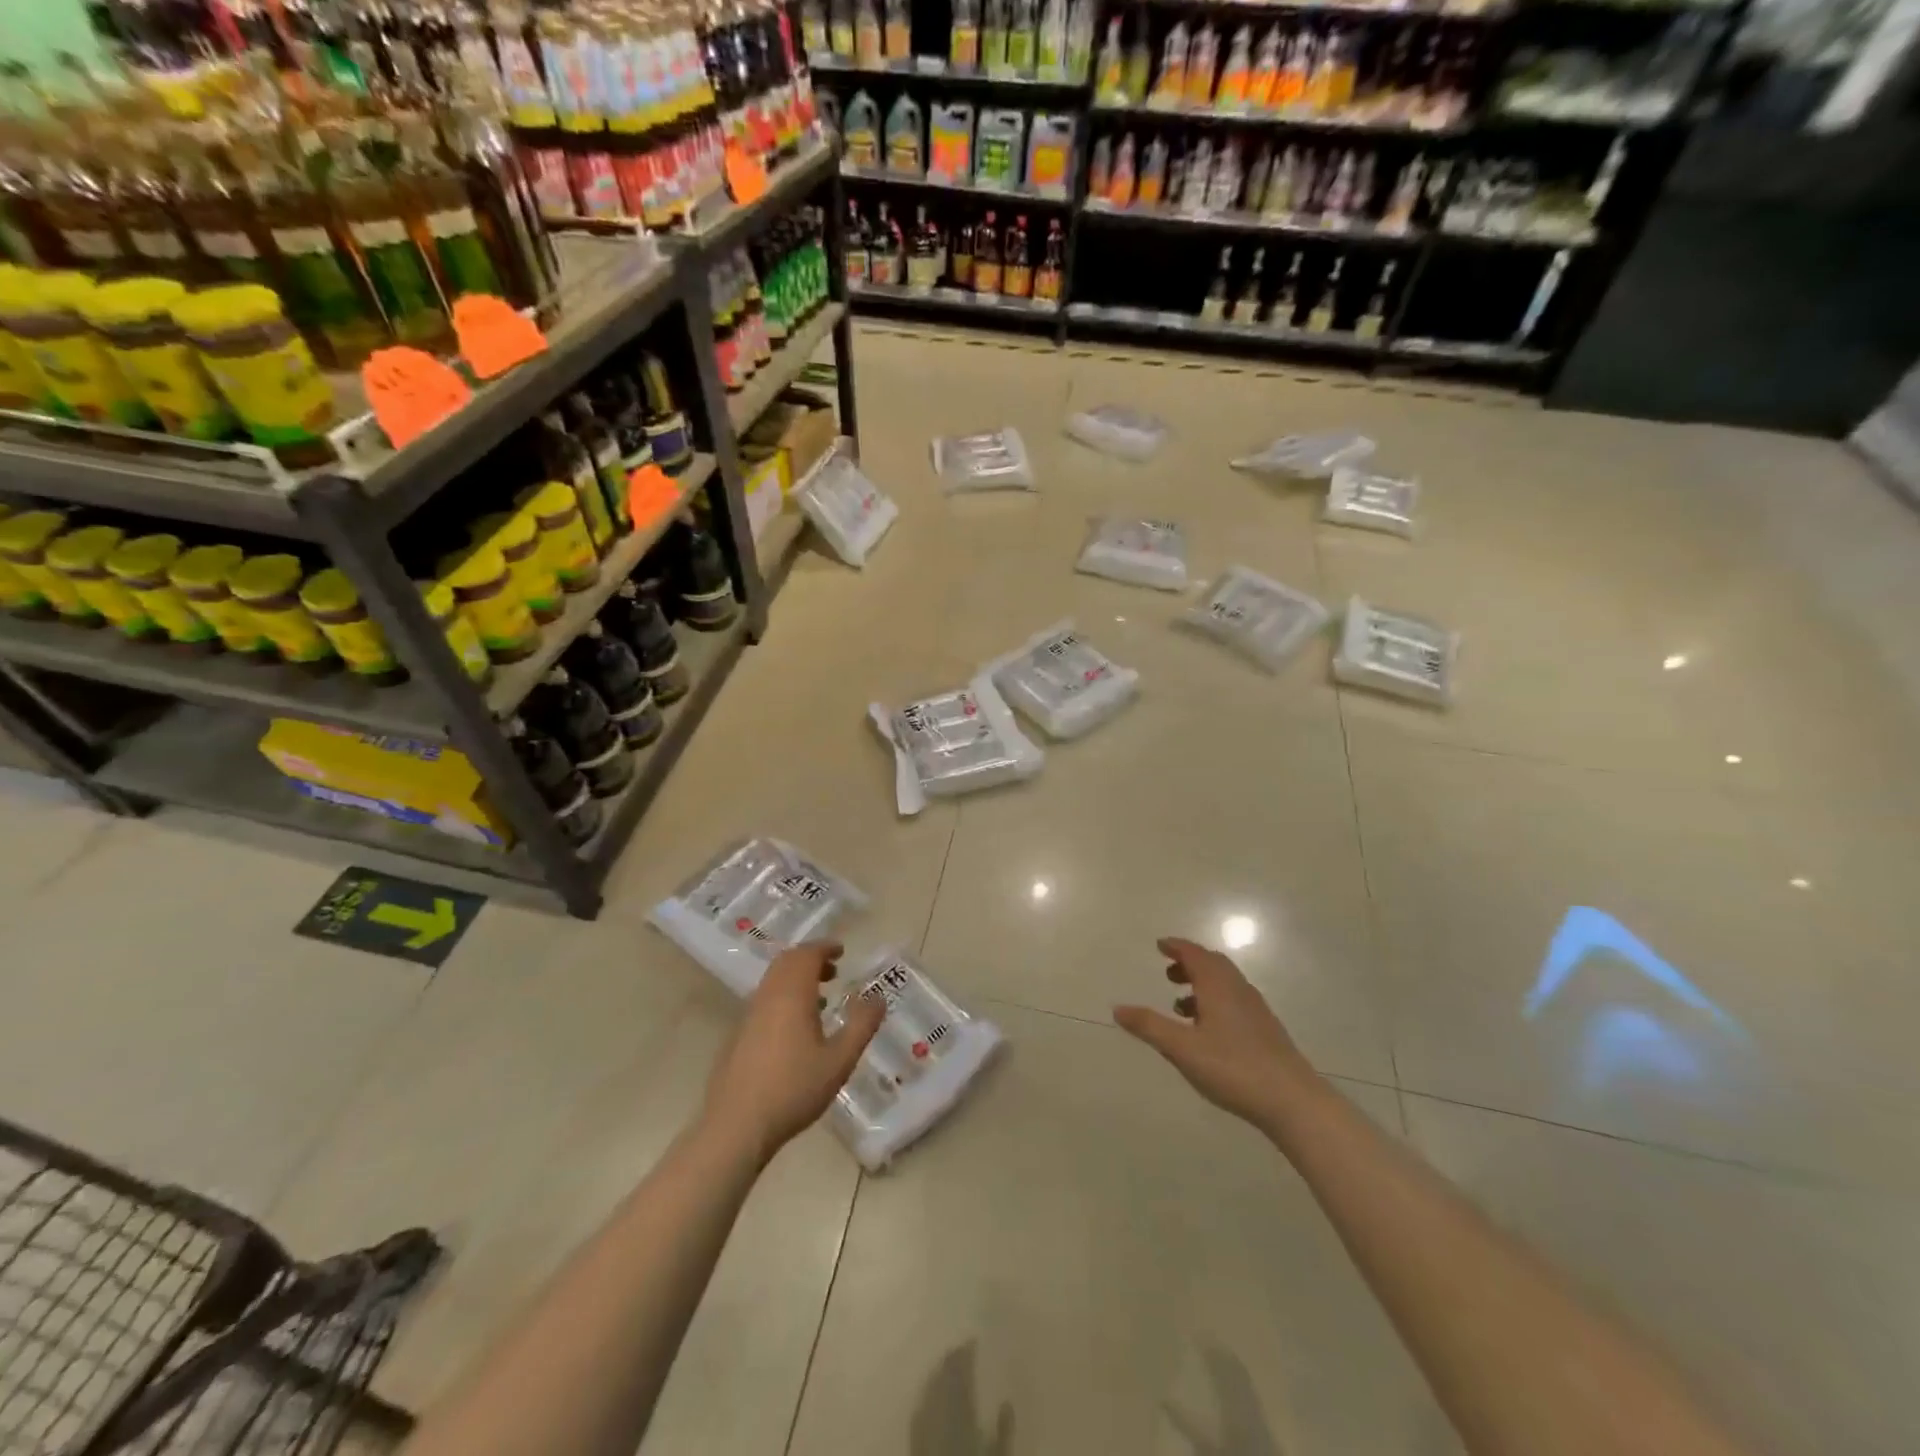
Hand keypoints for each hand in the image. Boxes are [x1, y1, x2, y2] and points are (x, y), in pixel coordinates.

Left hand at [703, 942, 885, 1162]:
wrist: (736, 1126)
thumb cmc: (793, 1089)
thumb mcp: (839, 1060)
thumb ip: (862, 1025)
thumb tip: (878, 998)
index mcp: (791, 994)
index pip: (806, 954)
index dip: (824, 948)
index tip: (841, 951)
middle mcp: (767, 996)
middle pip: (786, 963)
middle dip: (810, 960)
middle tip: (833, 971)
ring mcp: (748, 1016)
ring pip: (773, 982)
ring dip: (796, 979)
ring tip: (821, 999)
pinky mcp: (738, 1036)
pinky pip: (764, 1001)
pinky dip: (784, 998)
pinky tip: (796, 1030)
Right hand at [1113, 937, 1318, 1127]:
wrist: (1293, 1101)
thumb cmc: (1233, 1068)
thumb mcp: (1182, 1048)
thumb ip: (1149, 1026)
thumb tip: (1118, 1008)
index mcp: (1218, 986)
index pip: (1195, 954)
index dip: (1176, 947)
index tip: (1160, 945)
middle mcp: (1238, 990)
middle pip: (1213, 964)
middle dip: (1189, 964)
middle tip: (1168, 973)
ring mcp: (1256, 1010)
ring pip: (1226, 984)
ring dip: (1202, 984)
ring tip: (1181, 1006)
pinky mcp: (1266, 1030)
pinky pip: (1235, 1001)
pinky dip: (1216, 1001)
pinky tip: (1208, 1030)